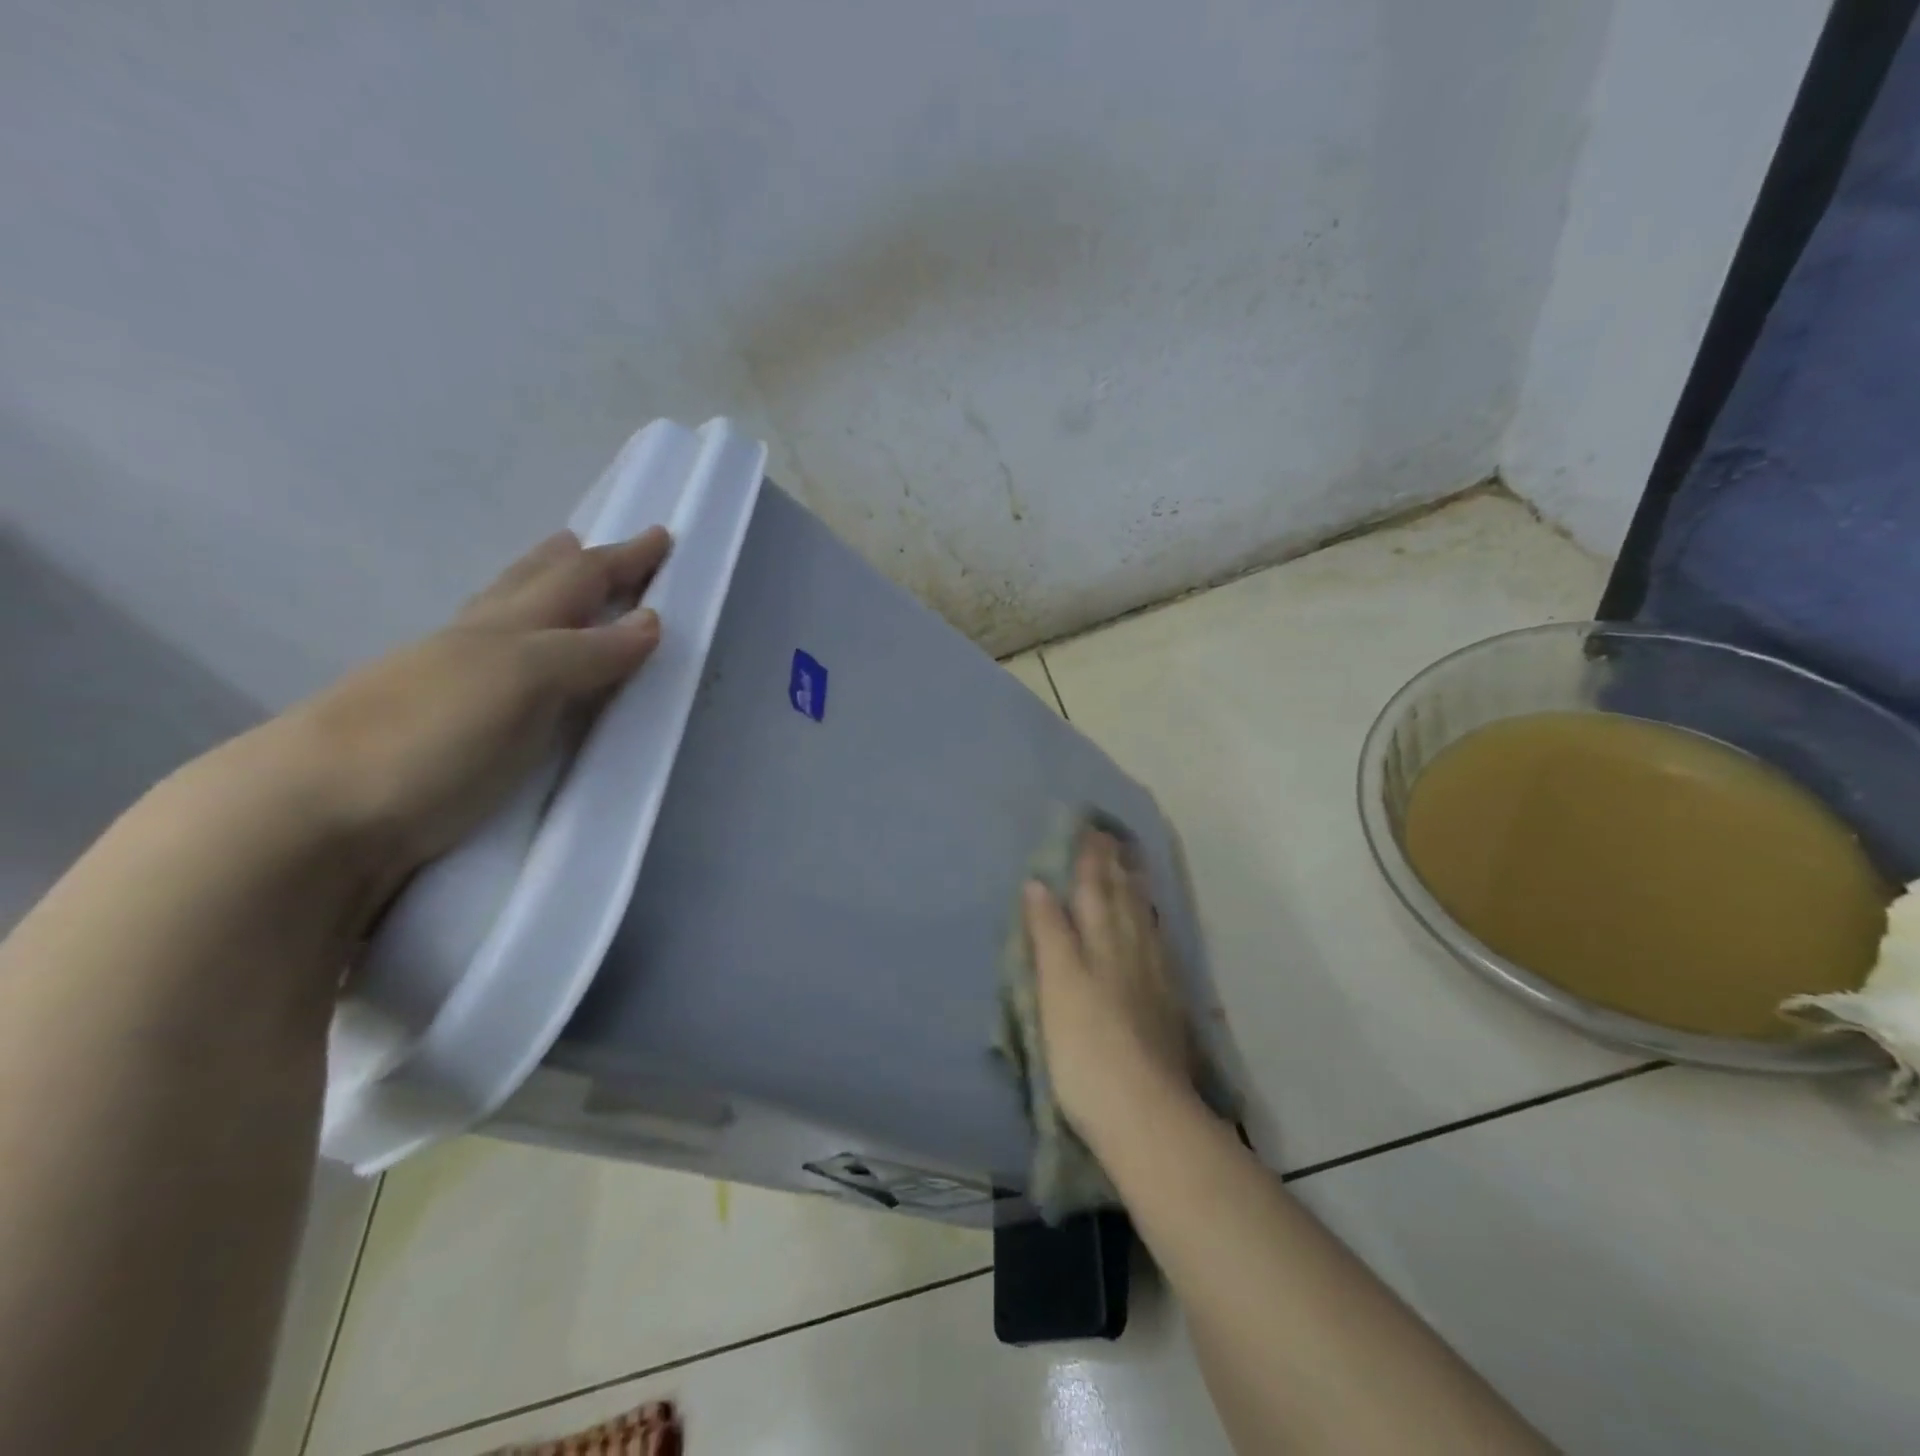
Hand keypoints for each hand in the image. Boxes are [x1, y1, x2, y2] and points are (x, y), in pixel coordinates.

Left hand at [272, 527, 670, 919]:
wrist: (309, 815)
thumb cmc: (431, 736)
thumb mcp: (523, 681)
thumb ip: (587, 651)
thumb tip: (651, 621)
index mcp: (505, 627)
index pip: (577, 580)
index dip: (622, 558)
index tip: (661, 537)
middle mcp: (475, 645)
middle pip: (529, 587)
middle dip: (567, 564)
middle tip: (587, 543)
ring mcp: (448, 686)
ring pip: (501, 622)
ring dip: (534, 596)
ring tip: (550, 582)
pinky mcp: (438, 731)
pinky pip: (494, 672)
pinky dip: (516, 651)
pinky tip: (508, 666)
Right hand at [1022, 831, 1196, 1145]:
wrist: (1143, 1111)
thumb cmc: (1085, 1047)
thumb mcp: (1056, 985)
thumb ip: (1049, 933)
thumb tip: (1039, 884)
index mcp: (1099, 942)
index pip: (1093, 889)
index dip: (1089, 859)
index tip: (1089, 828)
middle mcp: (1130, 950)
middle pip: (1122, 899)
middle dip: (1114, 866)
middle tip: (1113, 837)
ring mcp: (1153, 978)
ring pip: (1143, 921)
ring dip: (1136, 890)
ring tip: (1133, 866)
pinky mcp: (1166, 1005)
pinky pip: (1159, 947)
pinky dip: (1152, 926)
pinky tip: (1153, 927)